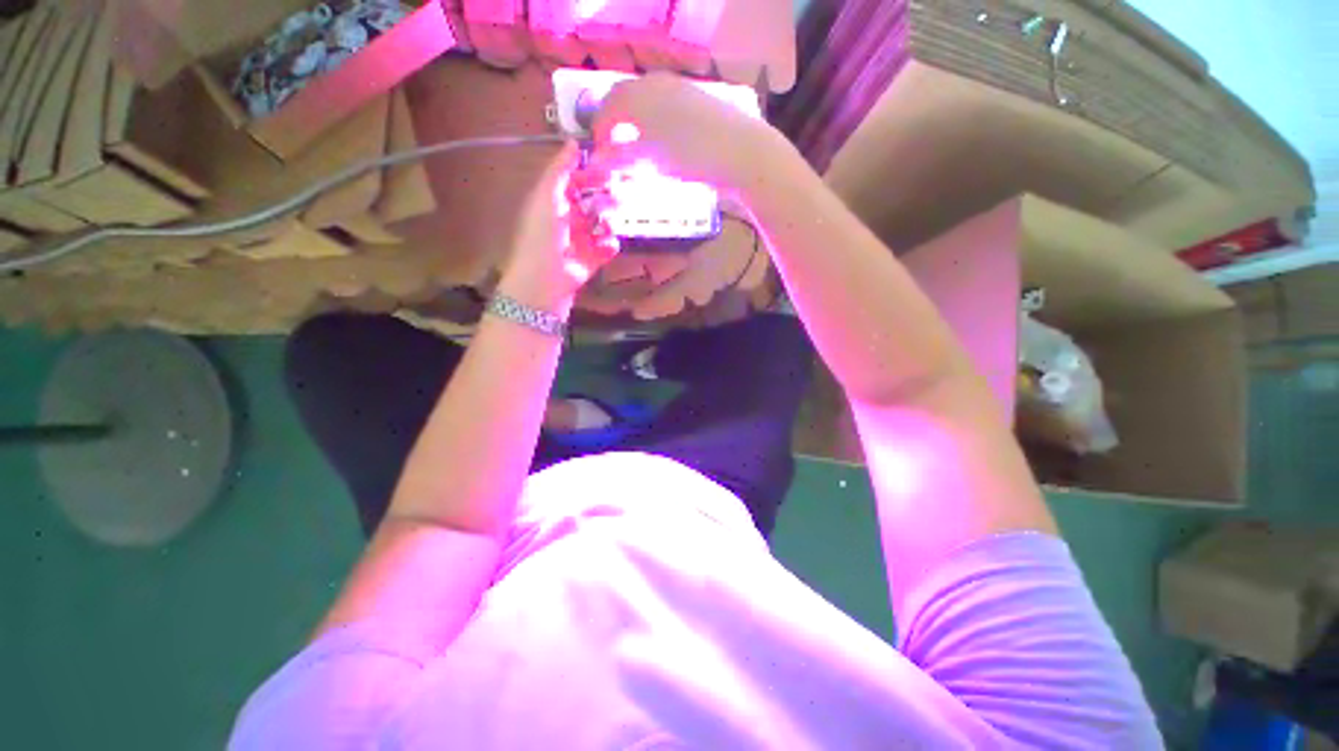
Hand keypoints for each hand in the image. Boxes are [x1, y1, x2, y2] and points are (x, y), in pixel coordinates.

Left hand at [501, 143, 619, 310]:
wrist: (544, 281)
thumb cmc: (542, 235)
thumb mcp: (546, 197)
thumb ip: (560, 170)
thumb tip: (574, 142)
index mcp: (554, 201)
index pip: (575, 180)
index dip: (590, 171)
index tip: (610, 163)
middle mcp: (568, 219)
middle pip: (592, 201)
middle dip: (606, 195)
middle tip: (620, 191)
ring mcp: (580, 240)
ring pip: (601, 223)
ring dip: (610, 220)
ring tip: (615, 218)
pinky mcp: (591, 260)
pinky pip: (606, 248)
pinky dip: (610, 245)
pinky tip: (609, 243)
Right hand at [590, 73, 785, 194]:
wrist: (740, 152)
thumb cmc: (690, 158)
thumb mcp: (651, 162)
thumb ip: (621, 159)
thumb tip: (599, 161)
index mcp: (638, 96)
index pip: (607, 109)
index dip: (600, 132)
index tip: (599, 154)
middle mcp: (655, 83)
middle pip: (625, 99)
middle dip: (616, 123)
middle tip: (616, 149)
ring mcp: (678, 88)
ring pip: (646, 101)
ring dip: (635, 122)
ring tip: (639, 148)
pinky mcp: (697, 98)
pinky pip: (665, 105)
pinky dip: (655, 121)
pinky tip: (664, 141)